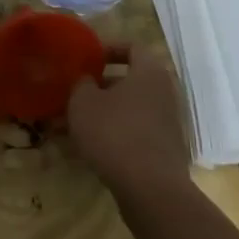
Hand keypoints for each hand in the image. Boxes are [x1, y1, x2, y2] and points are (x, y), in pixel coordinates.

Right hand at [67, 55, 193, 201]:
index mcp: (149, 73)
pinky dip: (113, 134)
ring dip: (102, 113)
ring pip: (128, 110)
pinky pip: (133, 132)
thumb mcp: (84, 102)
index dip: (109, 48)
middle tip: (74, 93)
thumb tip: (87, 80)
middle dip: (99, 87)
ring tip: (71, 125)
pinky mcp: (163, 151)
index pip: (133, 47)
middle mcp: (164, 94)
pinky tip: (88, 148)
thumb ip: (82, 83)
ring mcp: (167, 124)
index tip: (88, 58)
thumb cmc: (115, 133)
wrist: (151, 190)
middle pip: (129, 81)